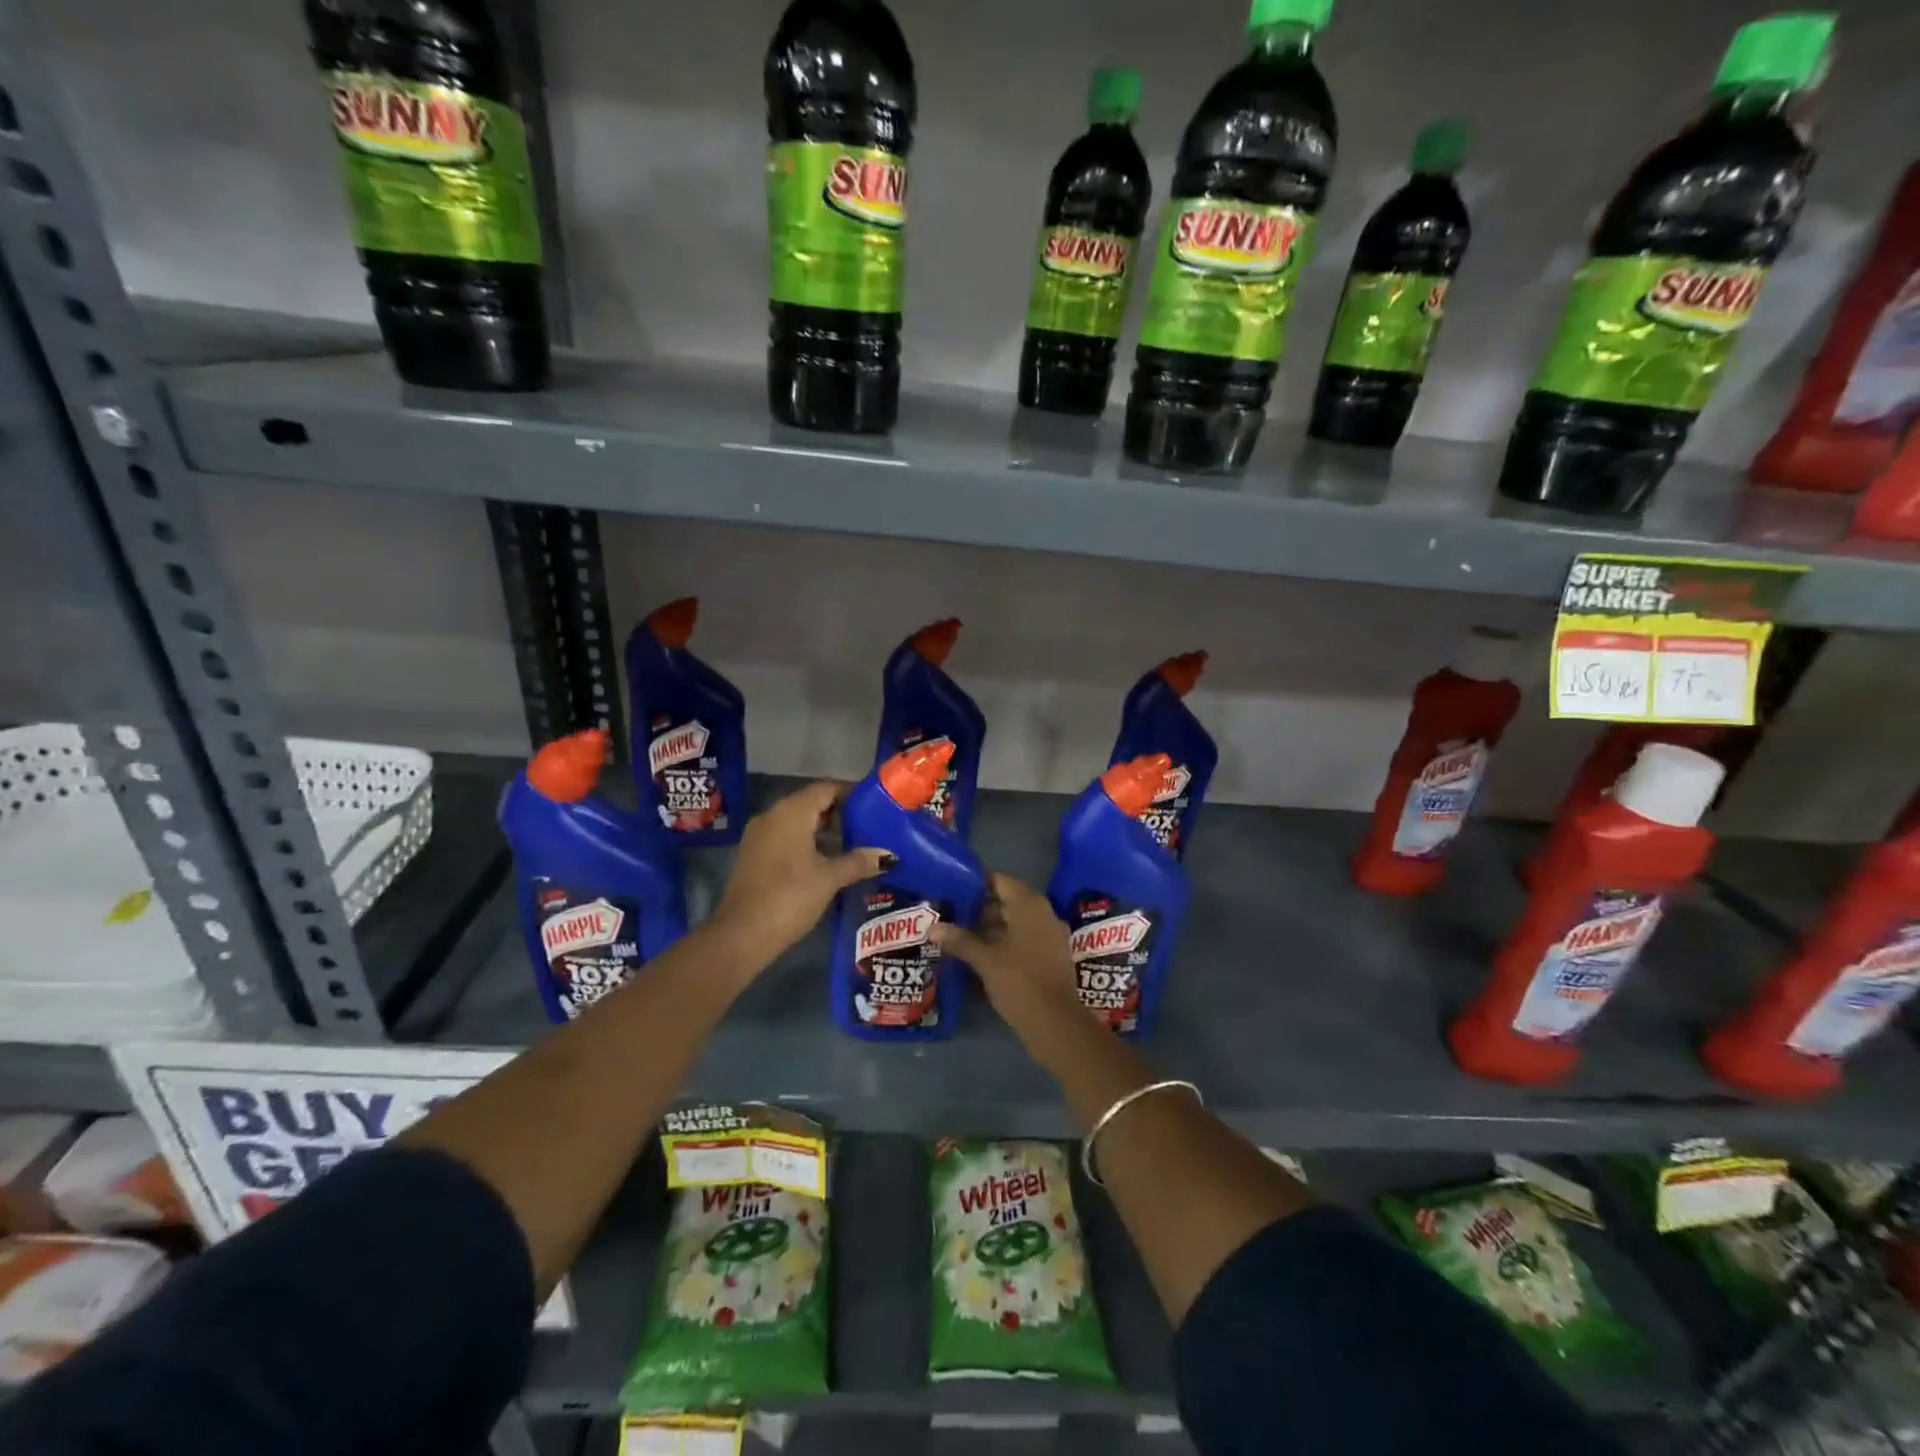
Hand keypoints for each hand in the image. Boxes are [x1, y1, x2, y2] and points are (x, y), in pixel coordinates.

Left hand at [708, 781, 888, 968]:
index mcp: (791, 812)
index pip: (827, 788)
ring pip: (799, 823)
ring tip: (856, 846)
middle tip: (871, 828)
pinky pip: (787, 839)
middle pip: (813, 803)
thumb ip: (859, 861)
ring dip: (826, 832)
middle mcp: (773, 816)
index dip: (852, 793)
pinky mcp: (755, 856)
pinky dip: (809, 845)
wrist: (741, 935)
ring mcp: (760, 836)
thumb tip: (887, 855)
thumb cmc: (789, 897)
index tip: (876, 805)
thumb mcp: (830, 878)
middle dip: (842, 814)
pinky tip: (830, 863)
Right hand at [930, 873, 1080, 1021]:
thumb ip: (960, 941)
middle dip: (982, 907)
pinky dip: (1006, 940)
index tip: (955, 890)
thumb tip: (933, 928)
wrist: (1056, 1023)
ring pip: (1017, 921)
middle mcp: (1044, 913)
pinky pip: (1026, 937)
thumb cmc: (1019, 982)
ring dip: (993, 926)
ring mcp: (1051, 934)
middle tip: (954, 914)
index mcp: (1030, 906)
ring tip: (963, 935)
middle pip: (1009, 900)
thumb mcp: (985, 960)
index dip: (977, 883)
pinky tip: (984, 954)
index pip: (1001, 881)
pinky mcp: (1052, 955)